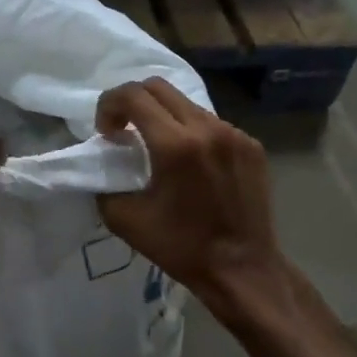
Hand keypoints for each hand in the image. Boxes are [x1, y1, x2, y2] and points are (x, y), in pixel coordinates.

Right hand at [95, 79, 285, 304]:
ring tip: (157, 148)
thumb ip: (105, 183)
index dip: (108, 106)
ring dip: (162, 116)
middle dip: (132, 102)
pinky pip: (211, 123)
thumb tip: (106, 164)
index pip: (132, 96)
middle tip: (124, 131)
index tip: (107, 134)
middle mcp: (207, 128)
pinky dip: (190, 132)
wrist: (242, 268)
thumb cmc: (181, 247)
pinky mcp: (251, 145)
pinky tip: (190, 164)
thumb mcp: (124, 219)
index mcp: (175, 145)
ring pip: (187, 103)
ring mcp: (234, 134)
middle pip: (159, 87)